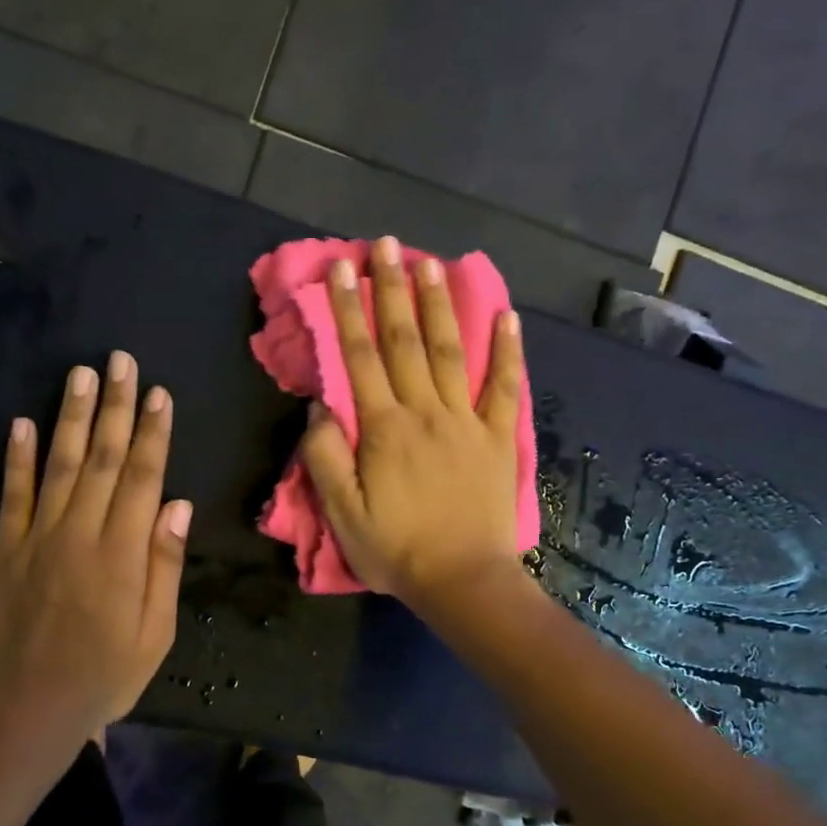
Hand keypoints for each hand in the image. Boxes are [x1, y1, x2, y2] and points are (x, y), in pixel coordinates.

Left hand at [0, 351, 191, 747]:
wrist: (29, 709)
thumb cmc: (106, 675)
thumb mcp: (156, 632)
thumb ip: (164, 564)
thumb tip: (178, 504)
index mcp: (121, 553)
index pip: (143, 478)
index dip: (153, 433)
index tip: (159, 394)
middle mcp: (80, 533)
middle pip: (103, 458)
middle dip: (116, 406)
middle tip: (121, 361)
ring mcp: (37, 538)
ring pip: (60, 465)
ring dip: (72, 417)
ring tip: (81, 374)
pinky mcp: (4, 550)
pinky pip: (11, 495)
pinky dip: (16, 458)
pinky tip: (21, 422)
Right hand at [300, 235, 525, 608]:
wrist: (463, 581)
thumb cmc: (396, 549)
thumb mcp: (342, 513)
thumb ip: (325, 457)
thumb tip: (319, 406)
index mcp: (383, 428)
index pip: (360, 356)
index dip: (347, 310)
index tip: (338, 269)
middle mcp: (424, 411)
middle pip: (404, 340)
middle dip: (391, 289)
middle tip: (384, 245)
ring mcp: (466, 421)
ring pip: (450, 351)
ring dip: (439, 305)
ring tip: (430, 262)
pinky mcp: (498, 437)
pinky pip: (504, 387)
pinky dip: (507, 350)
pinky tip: (506, 315)